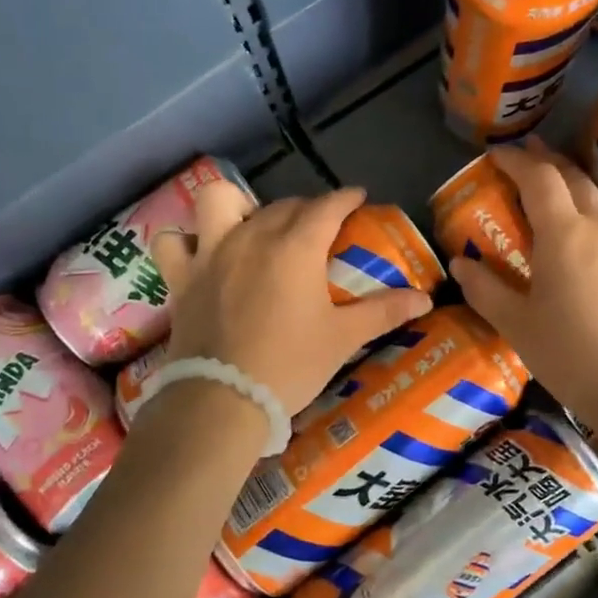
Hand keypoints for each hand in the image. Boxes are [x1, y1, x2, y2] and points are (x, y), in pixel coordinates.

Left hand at [152, 183, 432, 412]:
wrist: (222, 400)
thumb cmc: (290, 365)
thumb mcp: (343, 338)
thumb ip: (384, 311)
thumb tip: (425, 299)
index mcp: (297, 247)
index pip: (327, 206)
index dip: (345, 198)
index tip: (357, 197)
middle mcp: (252, 236)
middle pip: (284, 205)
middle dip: (306, 209)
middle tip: (320, 230)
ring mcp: (211, 253)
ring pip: (219, 201)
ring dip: (237, 205)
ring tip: (250, 225)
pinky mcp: (181, 277)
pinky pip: (172, 241)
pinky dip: (185, 239)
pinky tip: (199, 251)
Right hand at [449, 140, 597, 426]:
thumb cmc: (570, 355)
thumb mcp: (516, 324)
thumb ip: (484, 289)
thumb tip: (460, 264)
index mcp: (565, 233)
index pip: (539, 178)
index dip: (516, 160)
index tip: (496, 154)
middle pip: (574, 176)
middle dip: (547, 161)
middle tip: (525, 156)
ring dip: (574, 182)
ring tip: (555, 187)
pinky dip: (595, 210)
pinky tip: (587, 233)